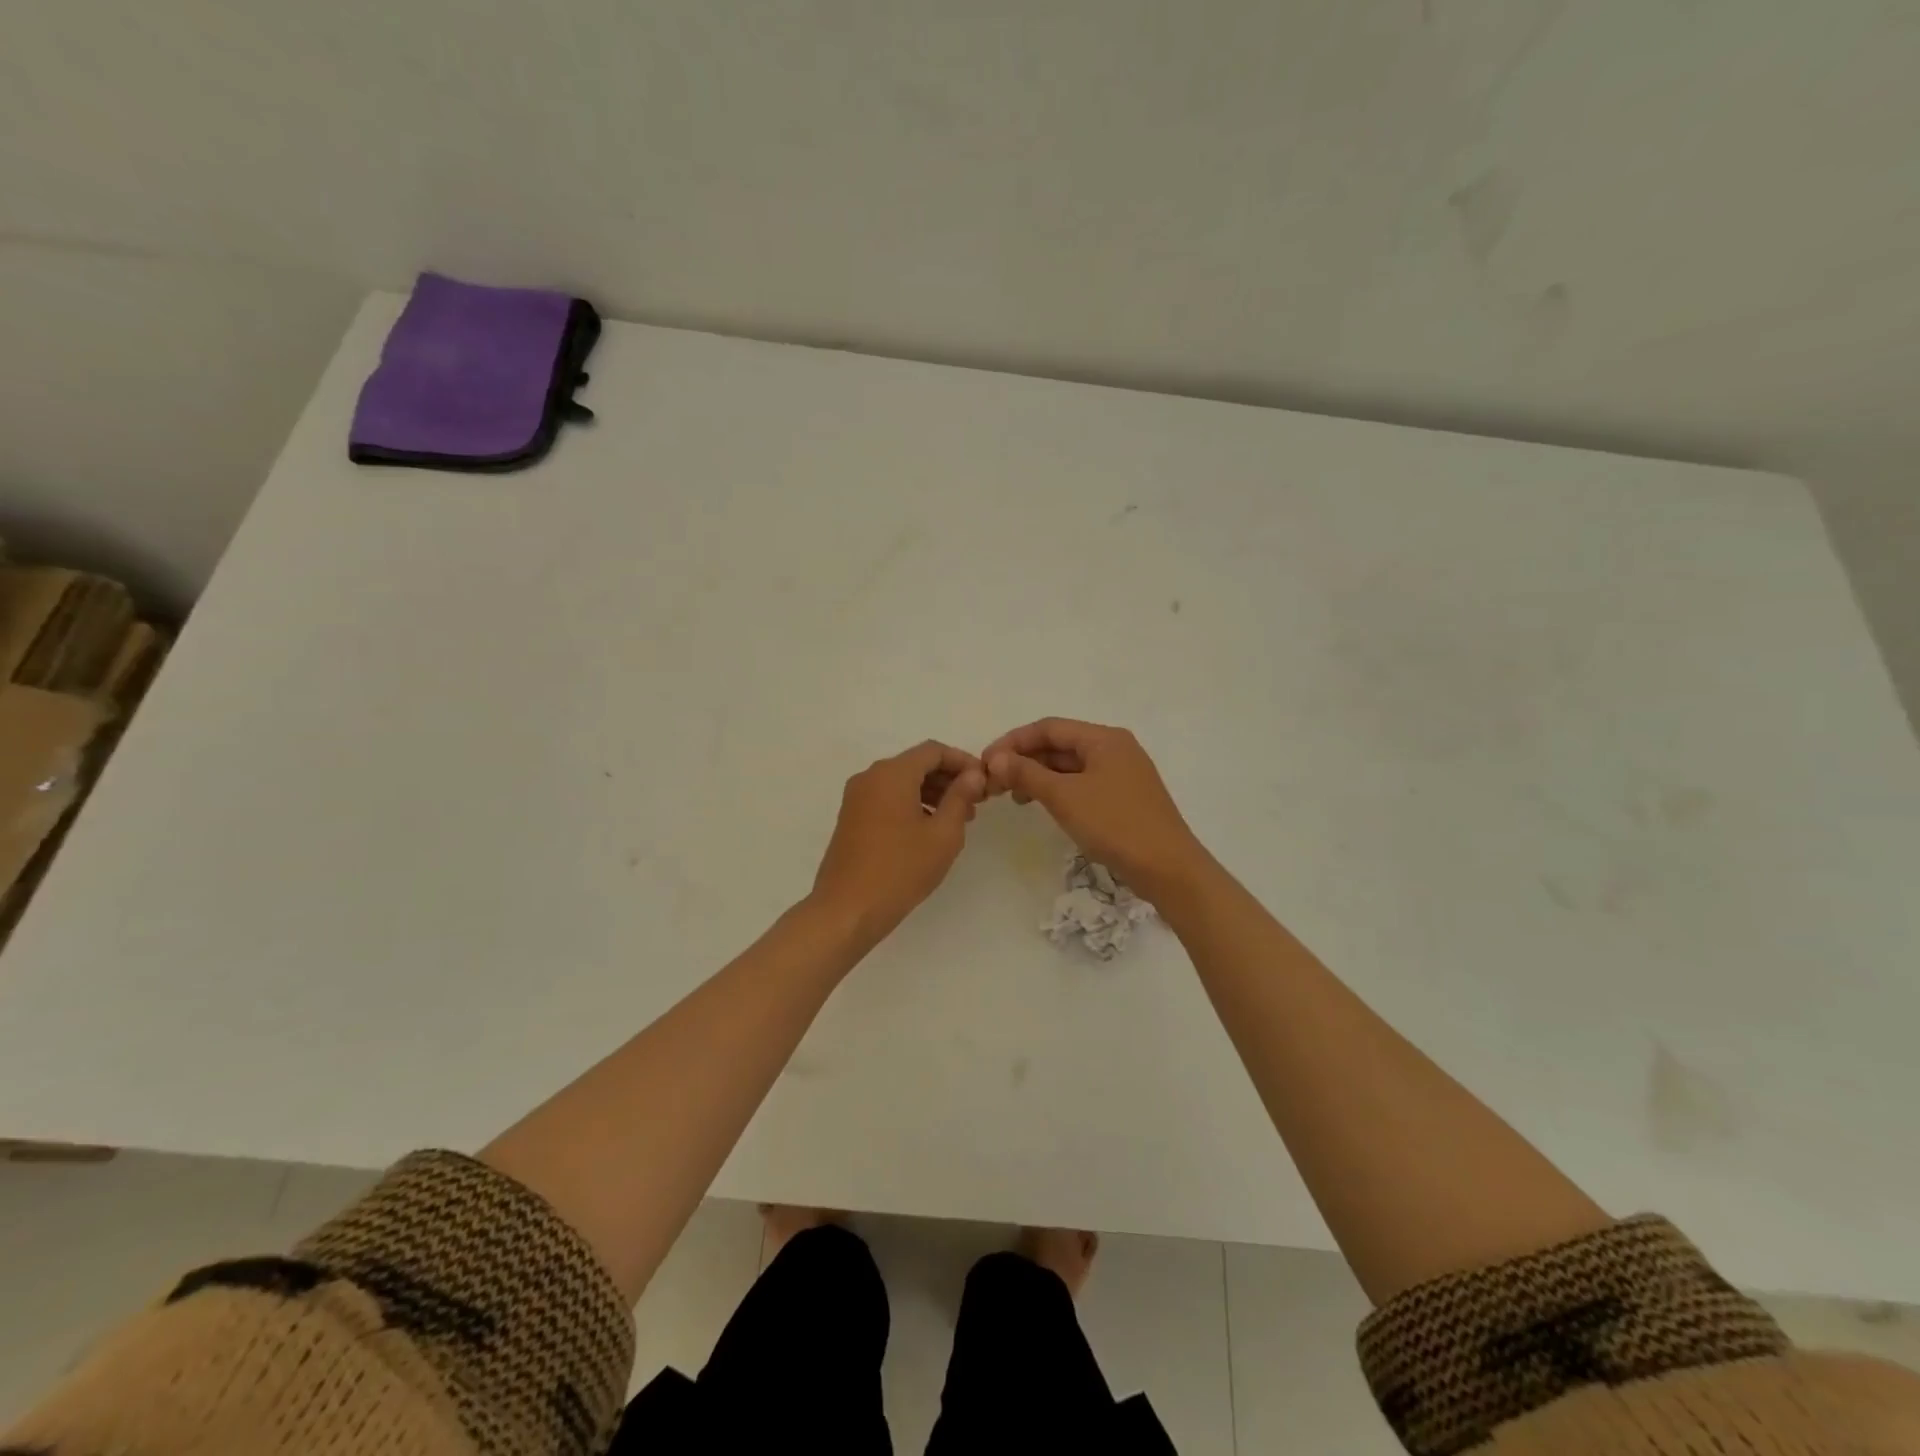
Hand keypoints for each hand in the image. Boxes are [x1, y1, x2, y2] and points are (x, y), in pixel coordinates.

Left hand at [810, 740, 986, 947]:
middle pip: (916, 764)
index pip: (933, 751)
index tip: (984, 782)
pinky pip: (886, 798)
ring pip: (901, 782)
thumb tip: (973, 774)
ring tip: (957, 820)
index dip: (963, 761)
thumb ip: (960, 798)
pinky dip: (911, 803)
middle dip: (947, 778)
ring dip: (931, 792)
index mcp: (892, 773)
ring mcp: (856, 797)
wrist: (847, 909)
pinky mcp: (851, 818)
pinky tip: (928, 830)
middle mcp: (870, 777)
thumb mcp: (943, 835)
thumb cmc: (900, 869)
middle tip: (975, 803)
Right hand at [982, 718, 1207, 897]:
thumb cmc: (1115, 824)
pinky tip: (1042, 806)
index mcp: (1104, 738)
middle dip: (1024, 760)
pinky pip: (1082, 783)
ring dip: (1039, 776)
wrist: (1168, 868)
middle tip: (994, 782)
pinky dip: (1058, 790)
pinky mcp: (1123, 797)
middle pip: (1060, 745)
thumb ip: (1028, 774)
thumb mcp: (1065, 797)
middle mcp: (1114, 748)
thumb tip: (996, 759)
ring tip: (1014, 797)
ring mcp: (1121, 773)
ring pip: (1070, 766)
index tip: (985, 762)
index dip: (1013, 741)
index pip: (1049, 728)